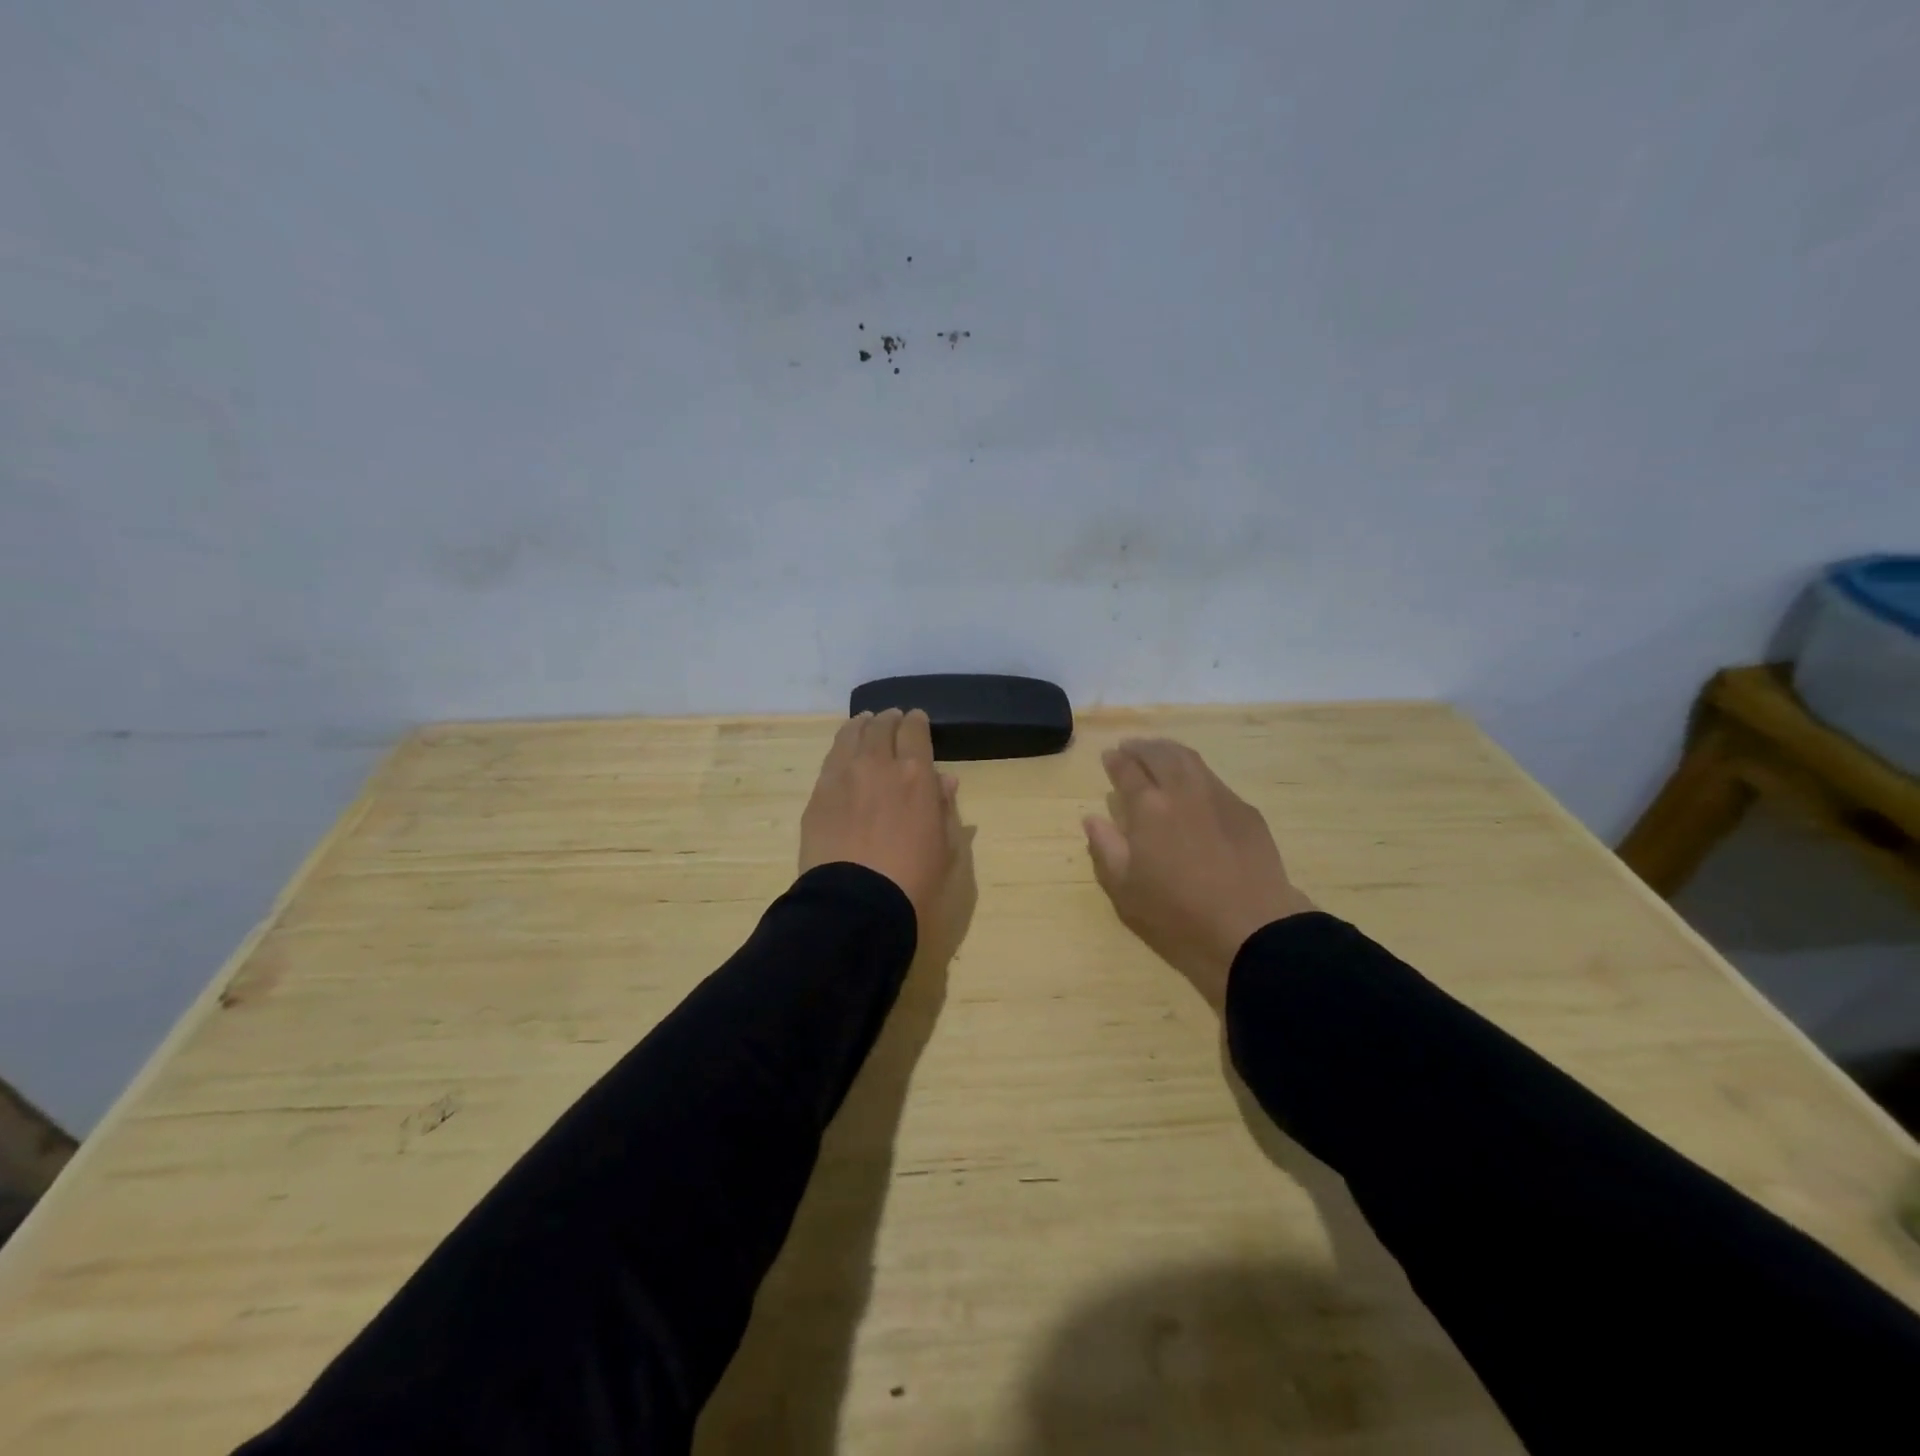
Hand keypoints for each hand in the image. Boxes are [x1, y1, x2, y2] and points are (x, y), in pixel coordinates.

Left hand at [800, 709, 966, 949]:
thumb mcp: (945, 846)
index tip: (916, 720)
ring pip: (851, 735)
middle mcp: (878, 764)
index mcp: (916, 774)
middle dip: (889, 719)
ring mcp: (843, 776)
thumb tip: (944, 780)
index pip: (915, 730)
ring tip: (865, 723)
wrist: (856, 904)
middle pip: (882, 726)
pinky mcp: (818, 794)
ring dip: (862, 725)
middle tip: (891, 719)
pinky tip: (843, 753)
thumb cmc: (913, 880)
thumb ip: (944, 807)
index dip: (917, 721)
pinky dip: (841, 748)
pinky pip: (831, 759)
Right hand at [1084, 738, 1314, 1011]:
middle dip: (1141, 747)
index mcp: (1148, 808)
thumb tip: (1092, 818)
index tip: (1109, 756)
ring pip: (1189, 759)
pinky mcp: (1244, 810)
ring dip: (1168, 751)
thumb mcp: (1126, 889)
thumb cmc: (1178, 912)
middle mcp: (1182, 791)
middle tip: (1130, 747)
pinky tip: (1193, 784)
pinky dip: (1195, 771)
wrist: (1251, 925)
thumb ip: (1106, 848)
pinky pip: (1213, 778)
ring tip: (1158, 753)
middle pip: (1159, 754)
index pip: (1127, 771)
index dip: (1116, 761)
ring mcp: (1217, 796)